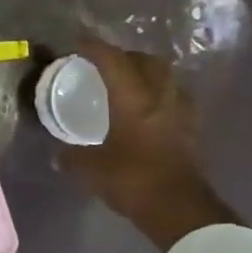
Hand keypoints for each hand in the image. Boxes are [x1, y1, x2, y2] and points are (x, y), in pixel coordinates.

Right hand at [57, 36, 236, 248]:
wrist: (180, 210)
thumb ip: (73, 158)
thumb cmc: (133, 181)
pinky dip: (161, 95)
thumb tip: (59, 156)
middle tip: (107, 62)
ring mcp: (181, 112)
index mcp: (133, 98)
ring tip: (131, 82)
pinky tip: (150, 109)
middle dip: (126, 55)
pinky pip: (175, 99)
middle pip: (147, 61)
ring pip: (167, 77)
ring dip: (149, 73)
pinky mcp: (192, 131)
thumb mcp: (92, 170)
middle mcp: (160, 97)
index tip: (78, 42)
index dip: (94, 47)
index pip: (113, 60)